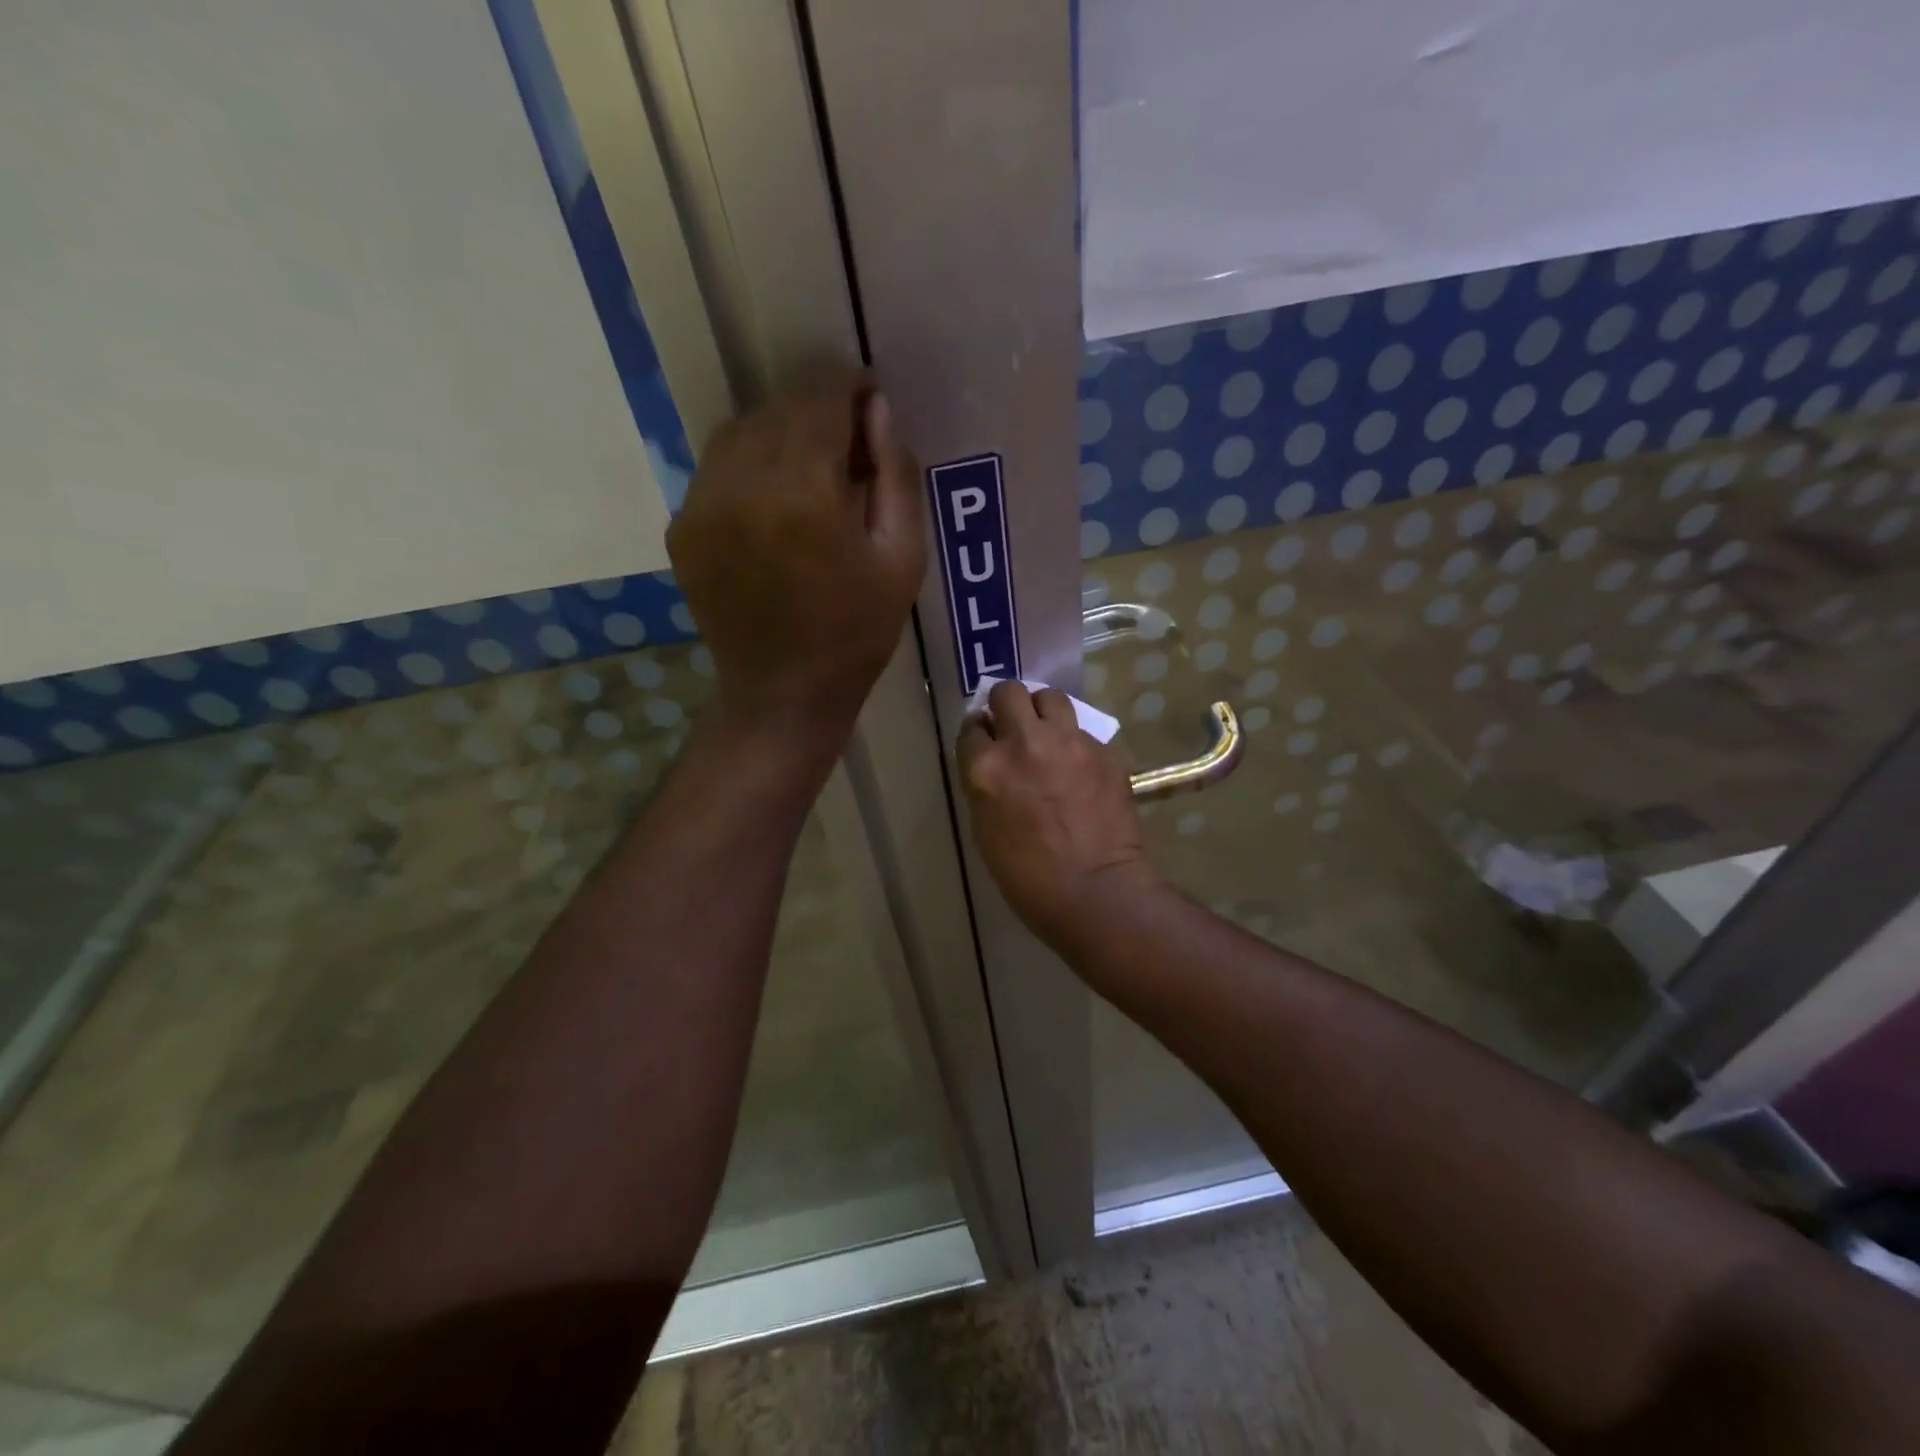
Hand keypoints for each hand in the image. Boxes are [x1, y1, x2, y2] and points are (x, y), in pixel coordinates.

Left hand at [667, 375, 925, 746]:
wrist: (783, 693)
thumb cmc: (856, 633)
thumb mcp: (902, 559)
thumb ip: (896, 476)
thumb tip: (879, 410)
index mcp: (804, 494)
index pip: (822, 402)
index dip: (850, 389)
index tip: (871, 397)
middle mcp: (743, 486)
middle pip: (780, 411)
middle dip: (819, 412)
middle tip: (850, 442)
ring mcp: (702, 506)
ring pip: (741, 432)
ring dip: (781, 433)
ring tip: (812, 467)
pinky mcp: (682, 527)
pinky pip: (717, 468)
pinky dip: (749, 465)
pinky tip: (775, 498)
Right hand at [958, 681, 1157, 943]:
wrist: (1095, 891)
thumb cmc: (1027, 876)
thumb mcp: (985, 829)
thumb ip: (984, 784)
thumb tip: (991, 761)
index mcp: (985, 767)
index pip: (972, 726)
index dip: (979, 733)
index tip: (986, 742)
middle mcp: (1023, 742)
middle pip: (1008, 692)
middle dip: (1007, 706)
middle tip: (1014, 728)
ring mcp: (1067, 741)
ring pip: (1050, 697)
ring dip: (1043, 711)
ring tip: (1048, 734)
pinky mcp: (1102, 750)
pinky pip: (1082, 730)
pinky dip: (1075, 742)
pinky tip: (1079, 766)